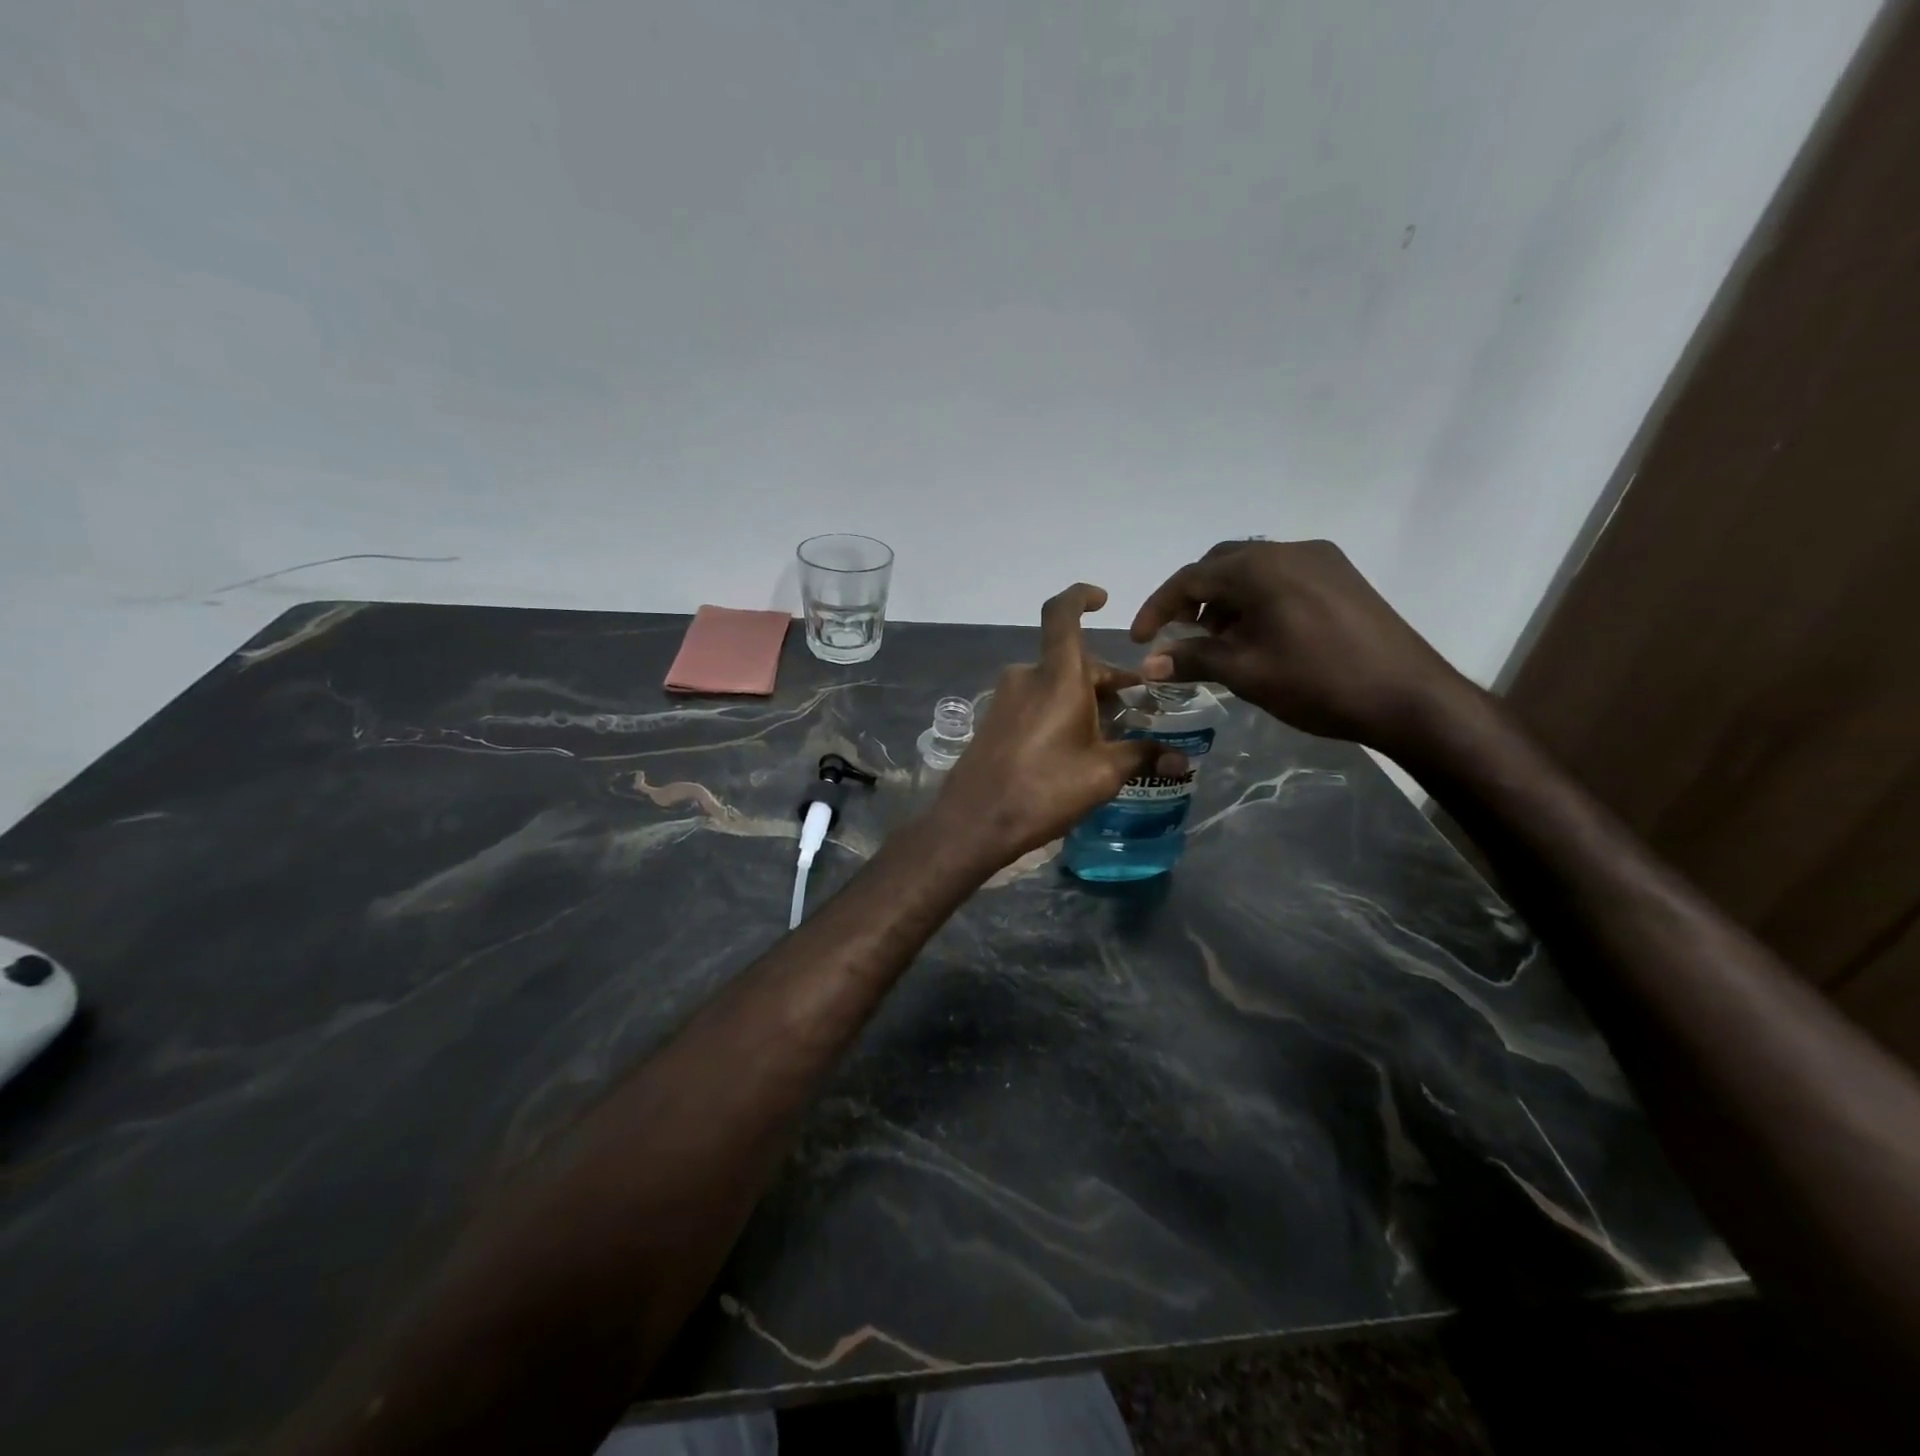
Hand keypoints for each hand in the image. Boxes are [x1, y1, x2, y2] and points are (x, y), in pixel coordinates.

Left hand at [932, 584, 1171, 864]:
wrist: (974, 822)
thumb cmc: (1044, 790)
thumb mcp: (1103, 773)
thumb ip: (1143, 756)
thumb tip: (1182, 758)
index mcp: (1057, 676)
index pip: (1062, 613)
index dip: (1081, 597)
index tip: (1103, 599)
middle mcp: (1028, 676)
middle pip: (1072, 660)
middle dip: (1107, 679)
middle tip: (1136, 709)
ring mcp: (1006, 698)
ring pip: (1055, 684)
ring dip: (1084, 699)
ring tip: (1111, 735)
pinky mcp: (995, 720)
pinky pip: (1036, 701)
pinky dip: (1060, 711)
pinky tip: (1076, 747)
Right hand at [1131, 539, 1473, 755]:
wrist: (1409, 697)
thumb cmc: (1317, 682)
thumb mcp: (1245, 673)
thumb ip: (1192, 660)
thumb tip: (1148, 664)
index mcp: (1262, 566)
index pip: (1191, 577)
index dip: (1158, 608)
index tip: (1140, 641)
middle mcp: (1290, 550)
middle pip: (1222, 565)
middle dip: (1192, 599)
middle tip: (1178, 637)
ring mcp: (1322, 561)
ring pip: (1253, 570)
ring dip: (1224, 600)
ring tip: (1218, 642)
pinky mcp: (1342, 578)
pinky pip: (1282, 578)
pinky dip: (1256, 600)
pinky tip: (1257, 635)